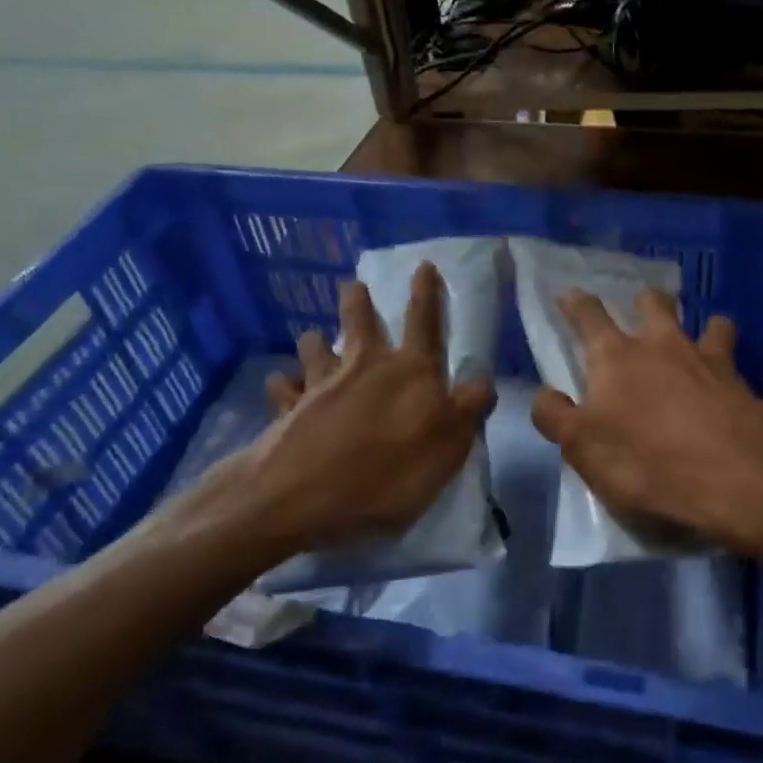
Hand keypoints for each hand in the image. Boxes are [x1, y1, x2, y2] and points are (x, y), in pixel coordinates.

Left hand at [165, 264, 493, 566]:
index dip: (427, 293)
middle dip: (358, 301)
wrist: (300, 496)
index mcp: (410, 371)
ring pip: (316, 346)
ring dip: (316, 340)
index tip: (424, 265)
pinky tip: (279, 384)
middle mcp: (365, 366)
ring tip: (314, 337)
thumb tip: (484, 380)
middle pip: (360, 322)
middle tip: (352, 285)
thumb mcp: (447, 448)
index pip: (425, 322)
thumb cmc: (385, 474)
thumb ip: (468, 410)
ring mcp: (321, 384)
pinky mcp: (288, 408)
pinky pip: (282, 387)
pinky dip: (281, 384)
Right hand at [529, 288, 762, 557]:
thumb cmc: (647, 463)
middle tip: (641, 310)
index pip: (589, 316)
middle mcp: (662, 344)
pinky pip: (736, 360)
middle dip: (644, 301)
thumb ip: (556, 417)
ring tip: (701, 336)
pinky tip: (731, 382)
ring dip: (700, 325)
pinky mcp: (744, 382)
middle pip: (652, 303)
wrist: (737, 478)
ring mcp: (708, 359)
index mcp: (616, 357)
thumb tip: (543, 394)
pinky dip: (731, 363)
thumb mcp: (583, 449)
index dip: (576, 303)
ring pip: (706, 322)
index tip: (570, 294)